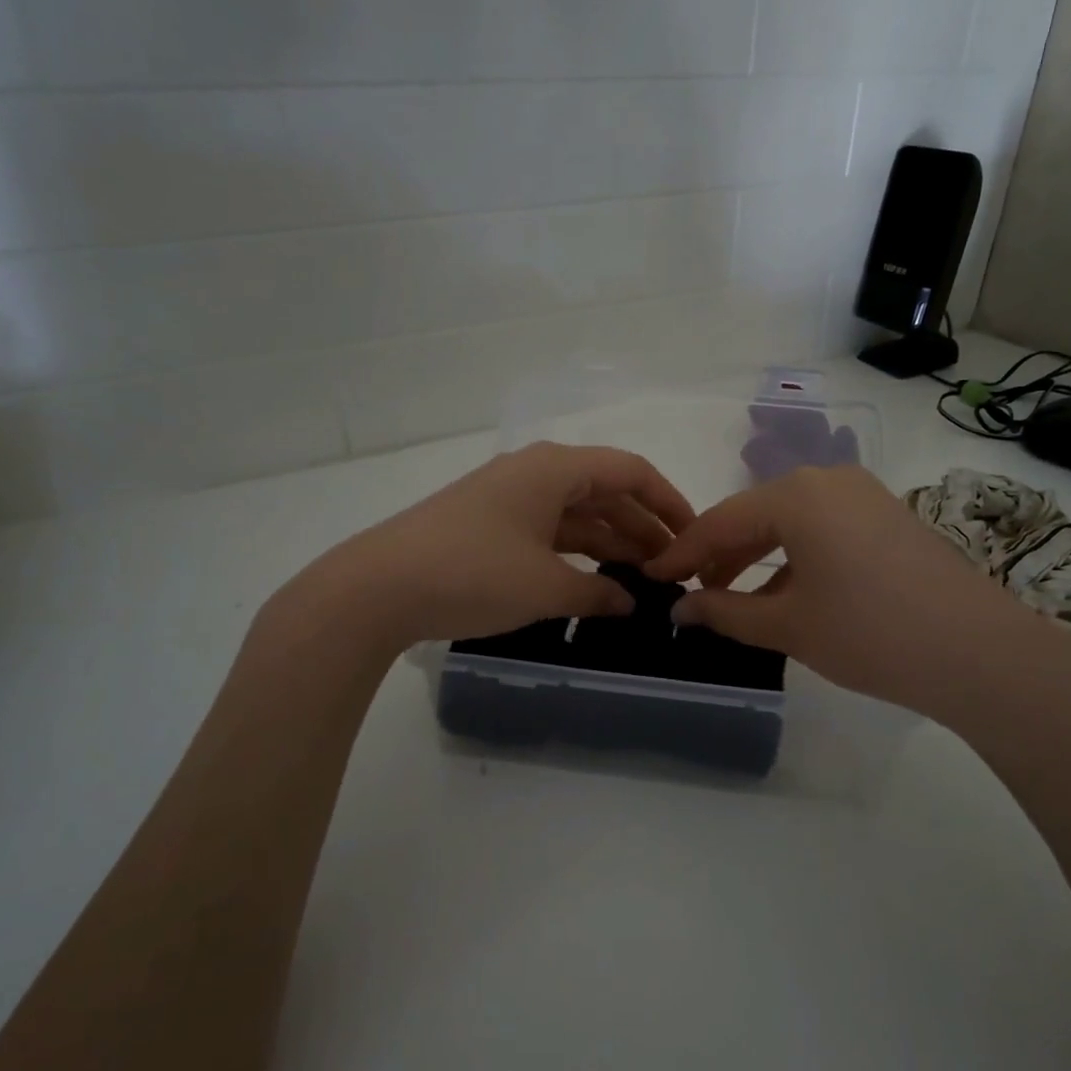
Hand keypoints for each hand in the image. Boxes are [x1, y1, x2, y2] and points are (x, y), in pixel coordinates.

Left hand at [283, 442, 695, 647]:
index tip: (694, 536)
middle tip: (673, 568)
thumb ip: (598, 592)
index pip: (629, 471)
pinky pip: (548, 531)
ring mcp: (507, 499)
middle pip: (604, 492)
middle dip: (642, 528)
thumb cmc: (473, 574)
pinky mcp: (487, 525)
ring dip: (610, 543)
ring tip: (642, 580)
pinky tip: (593, 582)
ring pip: (575, 514)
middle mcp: (533, 473)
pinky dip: (575, 553)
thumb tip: (631, 602)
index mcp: (554, 468)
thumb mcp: (546, 587)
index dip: (668, 502)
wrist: (377, 589)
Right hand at [644, 466, 1070, 728]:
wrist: (980, 653)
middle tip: (691, 591)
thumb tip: (681, 610)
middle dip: (720, 554)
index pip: (721, 520)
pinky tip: (785, 592)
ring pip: (790, 521)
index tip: (652, 576)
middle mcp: (828, 480)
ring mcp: (864, 495)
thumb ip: (724, 612)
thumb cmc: (870, 633)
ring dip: (756, 556)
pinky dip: (794, 556)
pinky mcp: (888, 516)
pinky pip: (822, 528)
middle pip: (755, 514)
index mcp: (797, 495)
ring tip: (733, 597)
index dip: (682, 552)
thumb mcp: (787, 625)